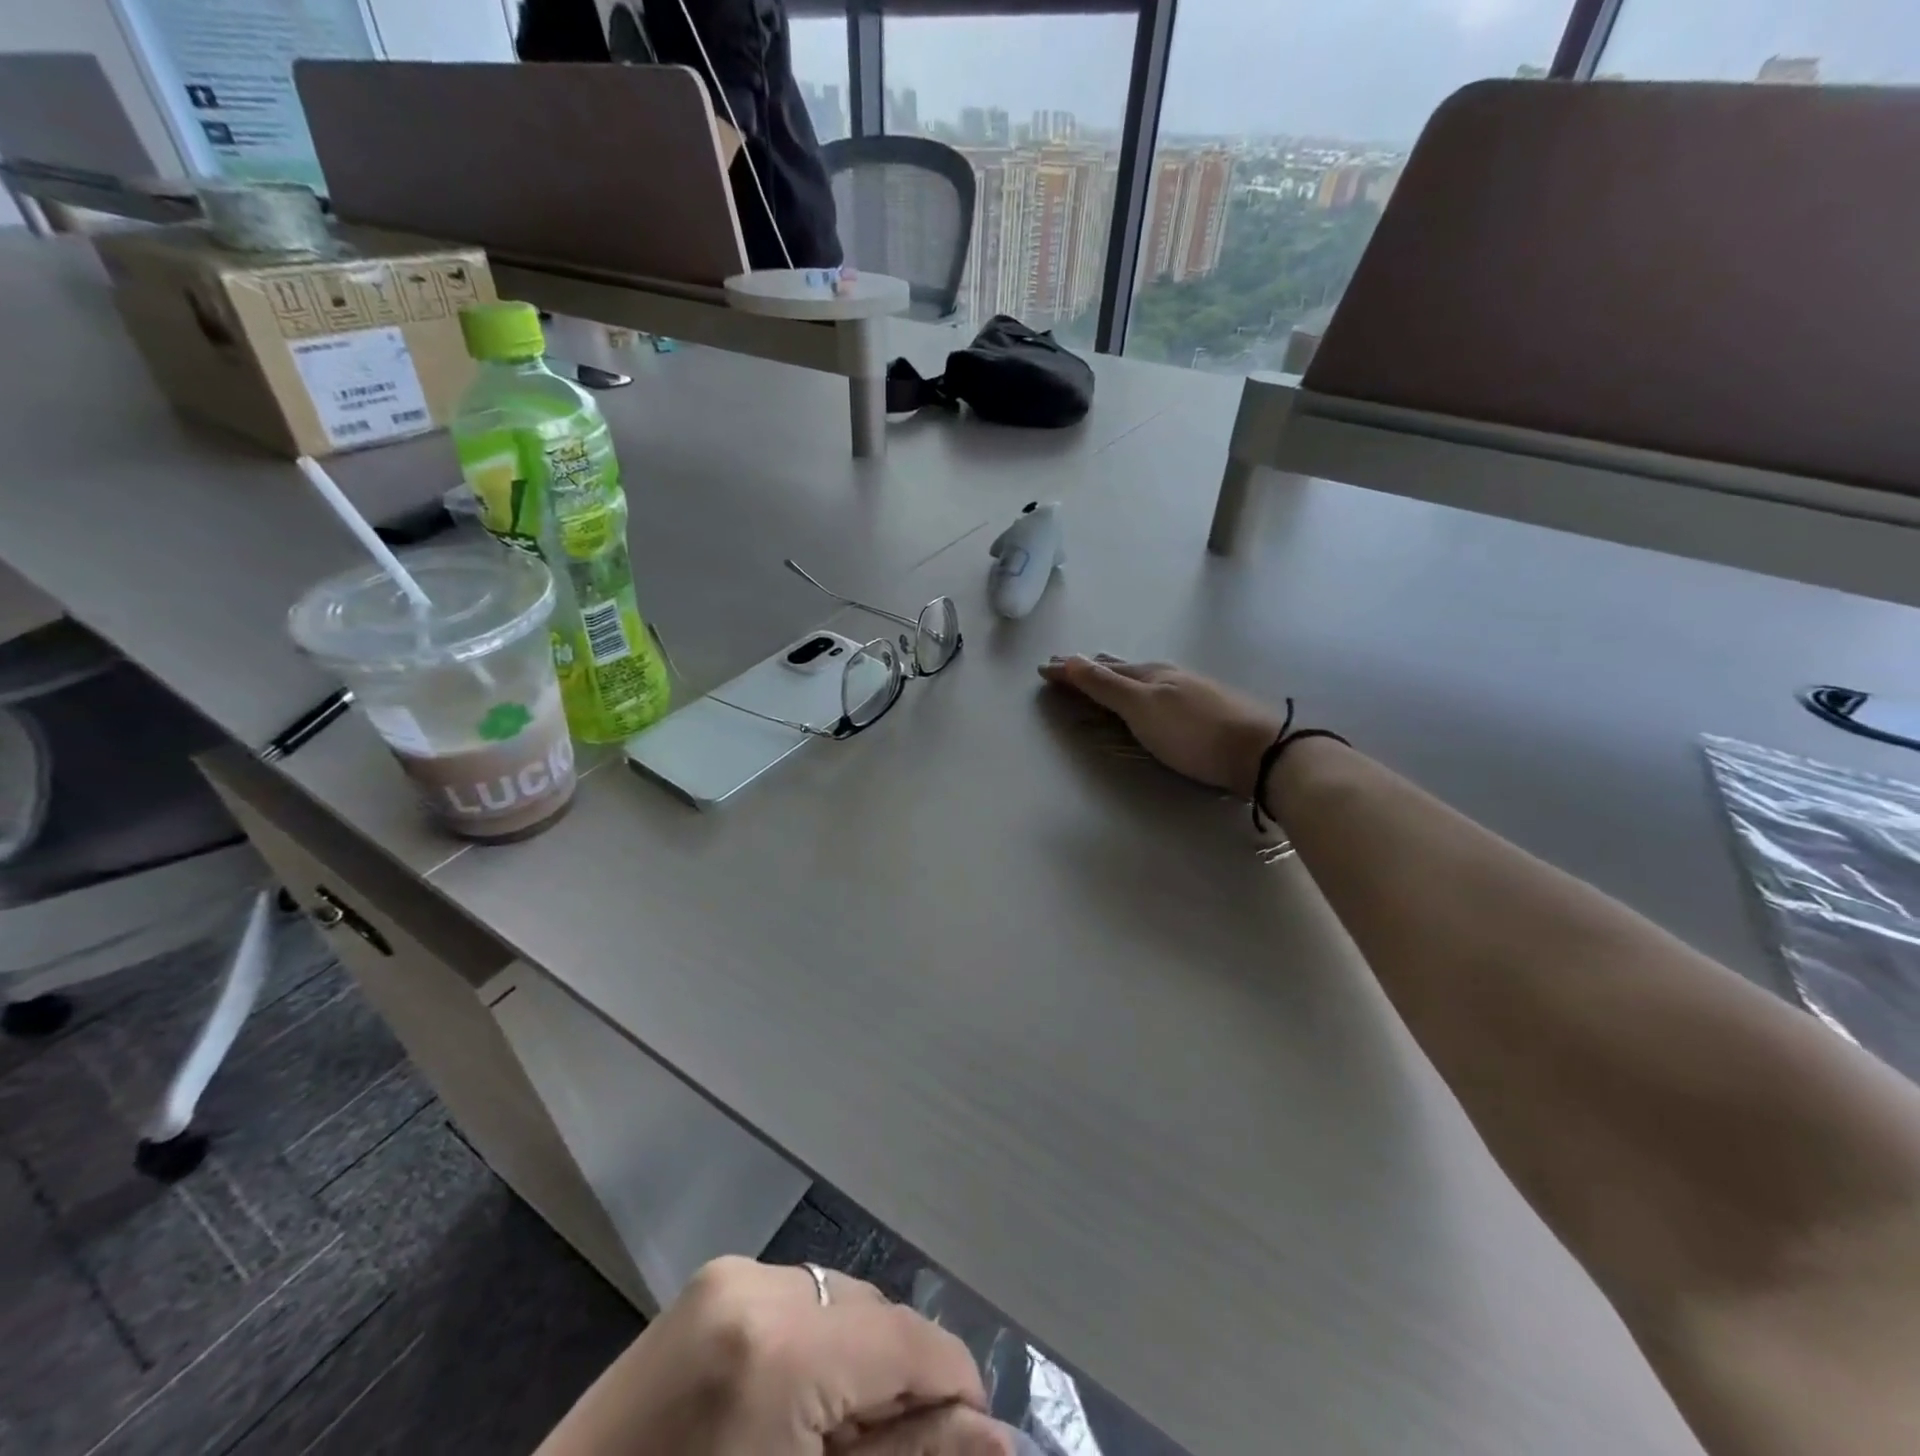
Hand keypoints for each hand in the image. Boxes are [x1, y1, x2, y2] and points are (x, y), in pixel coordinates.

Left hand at [537, 1257, 1010, 1455]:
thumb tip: (999, 1439)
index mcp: (781, 1348)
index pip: (908, 1339)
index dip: (956, 1388)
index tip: (974, 1443)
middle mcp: (757, 1283)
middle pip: (876, 1313)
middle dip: (899, 1381)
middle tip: (890, 1455)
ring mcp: (727, 1273)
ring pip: (839, 1299)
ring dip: (858, 1359)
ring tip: (836, 1435)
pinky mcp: (709, 1281)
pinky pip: (795, 1298)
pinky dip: (816, 1343)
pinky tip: (794, 1404)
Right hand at [1038, 655, 1286, 798]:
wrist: (1261, 751)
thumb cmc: (1194, 732)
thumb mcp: (1143, 707)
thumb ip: (1106, 685)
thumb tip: (1070, 658)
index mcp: (1149, 673)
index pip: (1099, 668)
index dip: (1071, 669)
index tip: (1043, 668)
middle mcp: (1167, 676)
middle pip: (1120, 668)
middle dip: (1090, 668)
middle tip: (1065, 668)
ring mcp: (1189, 691)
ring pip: (1141, 678)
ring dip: (1114, 676)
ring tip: (1099, 675)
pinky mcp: (1205, 710)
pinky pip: (1157, 692)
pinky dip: (1137, 690)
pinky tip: (1148, 697)